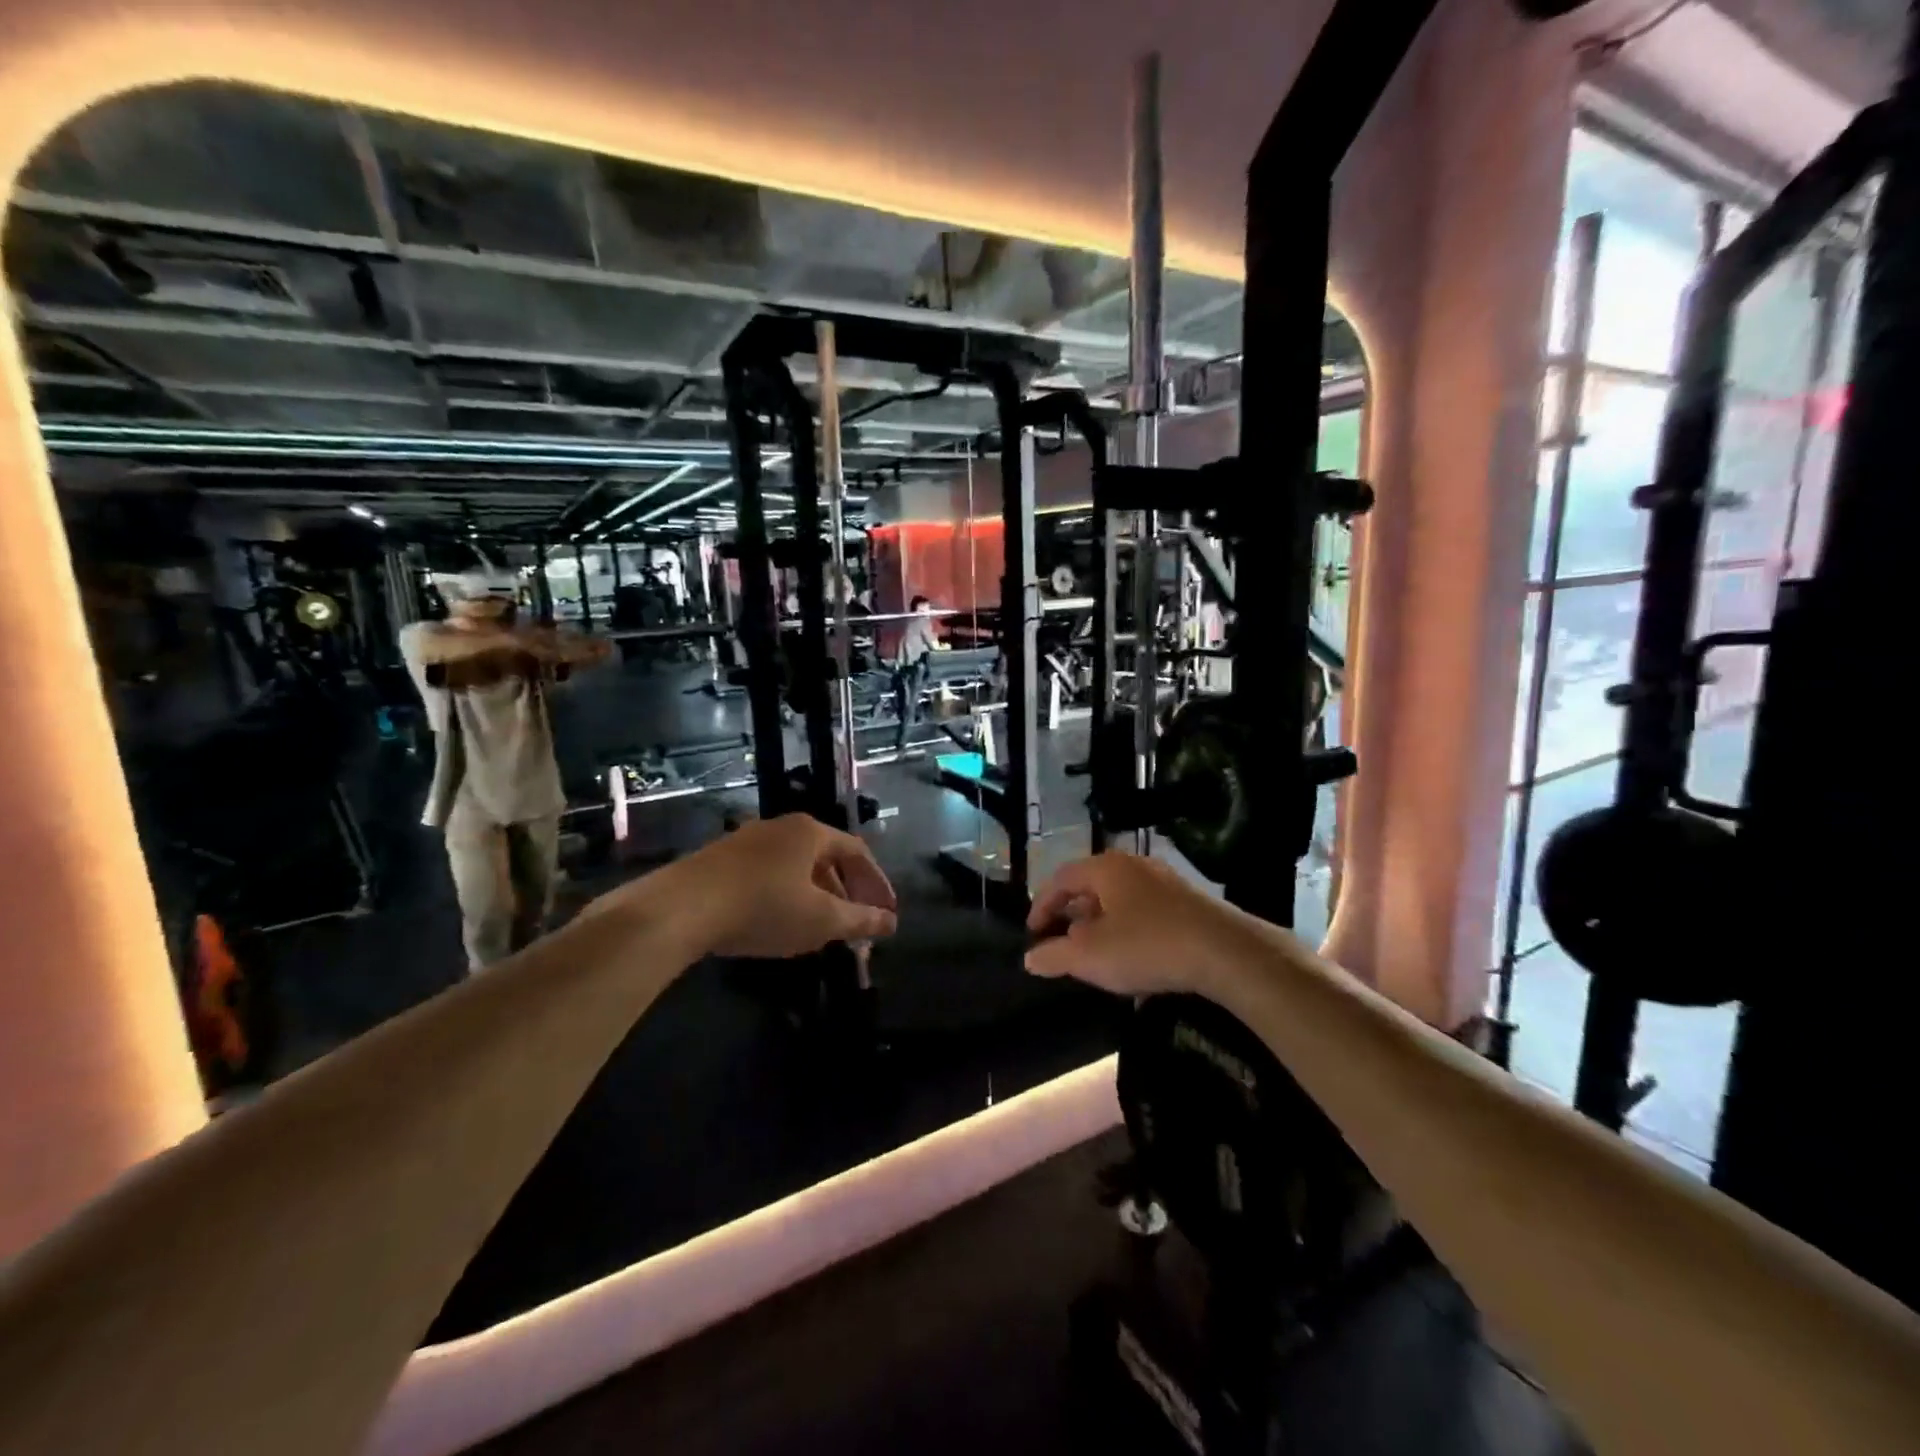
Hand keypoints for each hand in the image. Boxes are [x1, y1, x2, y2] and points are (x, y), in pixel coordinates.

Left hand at [661, 814, 896, 958]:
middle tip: (857, 924)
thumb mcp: (820, 920)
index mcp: (811, 832)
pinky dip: (787, 896)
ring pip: (796, 867)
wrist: (680, 908)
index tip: (887, 913)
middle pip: (827, 857)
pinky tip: (781, 923)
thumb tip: (890, 923)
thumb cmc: (763, 907)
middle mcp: (781, 828)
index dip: (877, 883)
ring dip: (817, 896)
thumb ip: (859, 920)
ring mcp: (747, 841)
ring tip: (823, 928)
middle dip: (847, 892)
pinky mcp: (721, 860)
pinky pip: (769, 874)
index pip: (857, 852)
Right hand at [1024, 853, 1262, 997]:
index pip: (1060, 879)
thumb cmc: (1147, 946)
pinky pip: (1145, 912)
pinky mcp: (1188, 902)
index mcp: (1105, 868)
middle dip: (1072, 916)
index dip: (1041, 906)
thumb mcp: (1090, 956)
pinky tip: (1135, 960)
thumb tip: (1030, 958)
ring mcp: (1165, 881)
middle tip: (1062, 944)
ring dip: (1101, 926)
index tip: (1033, 933)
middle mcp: (1134, 865)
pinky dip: (1129, 931)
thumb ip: (1054, 955)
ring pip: (1119, 900)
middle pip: (1091, 887)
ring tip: (1097, 956)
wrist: (1227, 952)